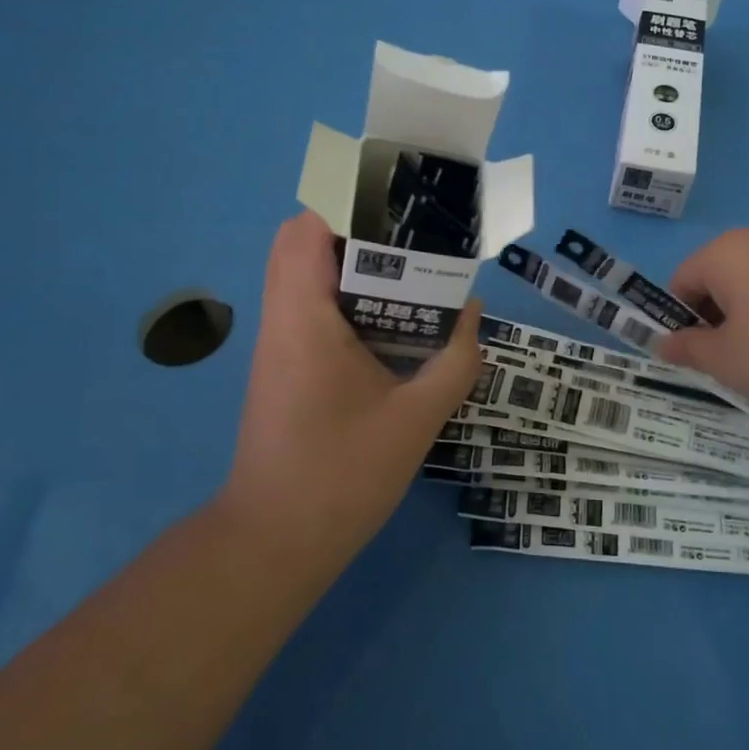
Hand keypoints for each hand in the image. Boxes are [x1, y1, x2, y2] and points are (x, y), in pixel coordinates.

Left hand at [221, 212, 482, 576]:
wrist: (274, 543)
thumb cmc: (342, 477)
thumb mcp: (416, 419)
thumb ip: (454, 361)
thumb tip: (474, 313)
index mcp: (304, 319)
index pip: (304, 230)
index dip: (345, 206)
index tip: (396, 211)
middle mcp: (282, 320)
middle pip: (301, 244)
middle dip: (355, 231)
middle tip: (411, 242)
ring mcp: (278, 344)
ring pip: (303, 275)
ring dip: (351, 265)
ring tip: (410, 274)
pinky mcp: (284, 366)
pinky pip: (309, 307)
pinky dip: (345, 297)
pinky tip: (390, 323)